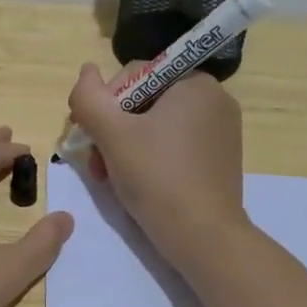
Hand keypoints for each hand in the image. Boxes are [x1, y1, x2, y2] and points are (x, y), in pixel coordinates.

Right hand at [67, 63, 247, 264]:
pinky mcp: (219, 159)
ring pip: (156, 126)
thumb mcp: (111, 133)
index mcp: (194, 83)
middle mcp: (214, 99)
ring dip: (125, 146)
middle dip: (113, 129)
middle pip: (144, 101)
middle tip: (97, 163)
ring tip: (109, 177)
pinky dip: (150, 158)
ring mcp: (221, 131)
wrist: (202, 237)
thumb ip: (89, 97)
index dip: (104, 104)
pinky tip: (136, 183)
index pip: (134, 75)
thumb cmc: (156, 177)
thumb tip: (86, 70)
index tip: (91, 137)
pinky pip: (175, 145)